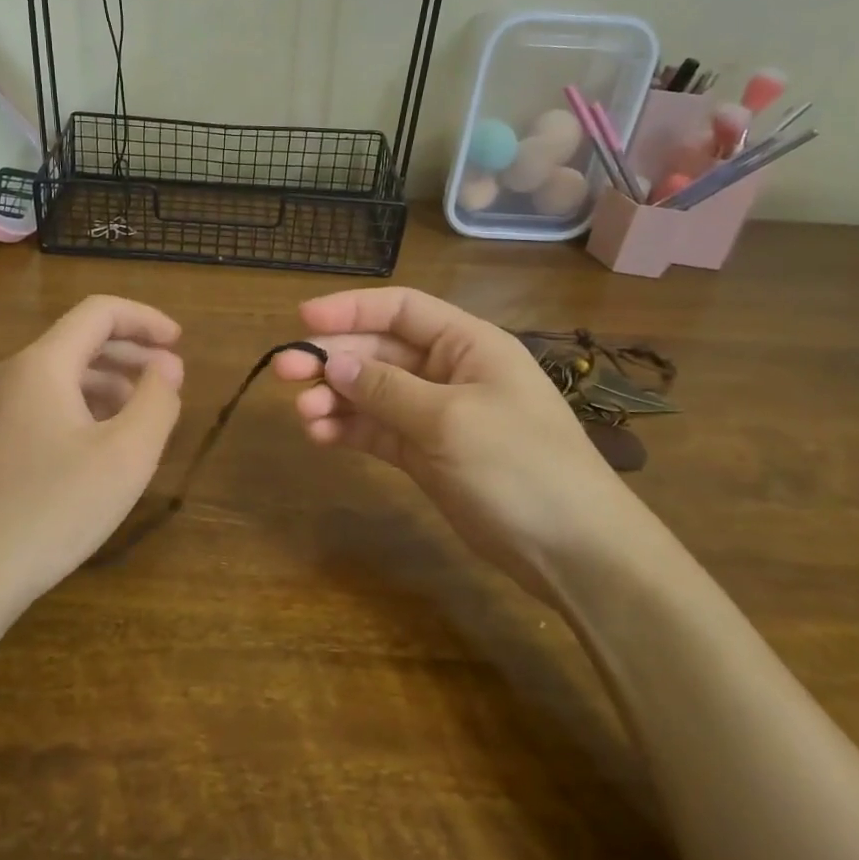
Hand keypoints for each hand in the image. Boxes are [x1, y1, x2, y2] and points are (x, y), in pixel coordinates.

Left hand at [0, 295, 183, 606]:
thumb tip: (167, 367)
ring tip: (145, 416)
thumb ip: (157, 402)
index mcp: (42, 365)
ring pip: (62, 376)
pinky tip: (104, 444)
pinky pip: (45, 404)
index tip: (180, 343)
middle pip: (79, 341)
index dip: (145, 319)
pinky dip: (84, 408)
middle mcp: (12, 375)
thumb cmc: (54, 508)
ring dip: (110, 384)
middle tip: (171, 381)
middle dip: (132, 354)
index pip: (98, 313)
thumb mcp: (126, 455)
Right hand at [273, 287, 645, 587]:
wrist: (574, 550)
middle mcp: (449, 371)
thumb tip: (332, 363)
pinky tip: (321, 436)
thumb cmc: (520, 466)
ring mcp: (436, 414)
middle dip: (333, 359)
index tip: (302, 320)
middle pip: (379, 351)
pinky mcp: (426, 454)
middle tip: (284, 372)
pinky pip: (378, 430)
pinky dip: (349, 430)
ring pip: (372, 392)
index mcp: (468, 344)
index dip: (351, 309)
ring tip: (303, 414)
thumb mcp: (450, 420)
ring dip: (335, 398)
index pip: (401, 310)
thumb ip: (386, 388)